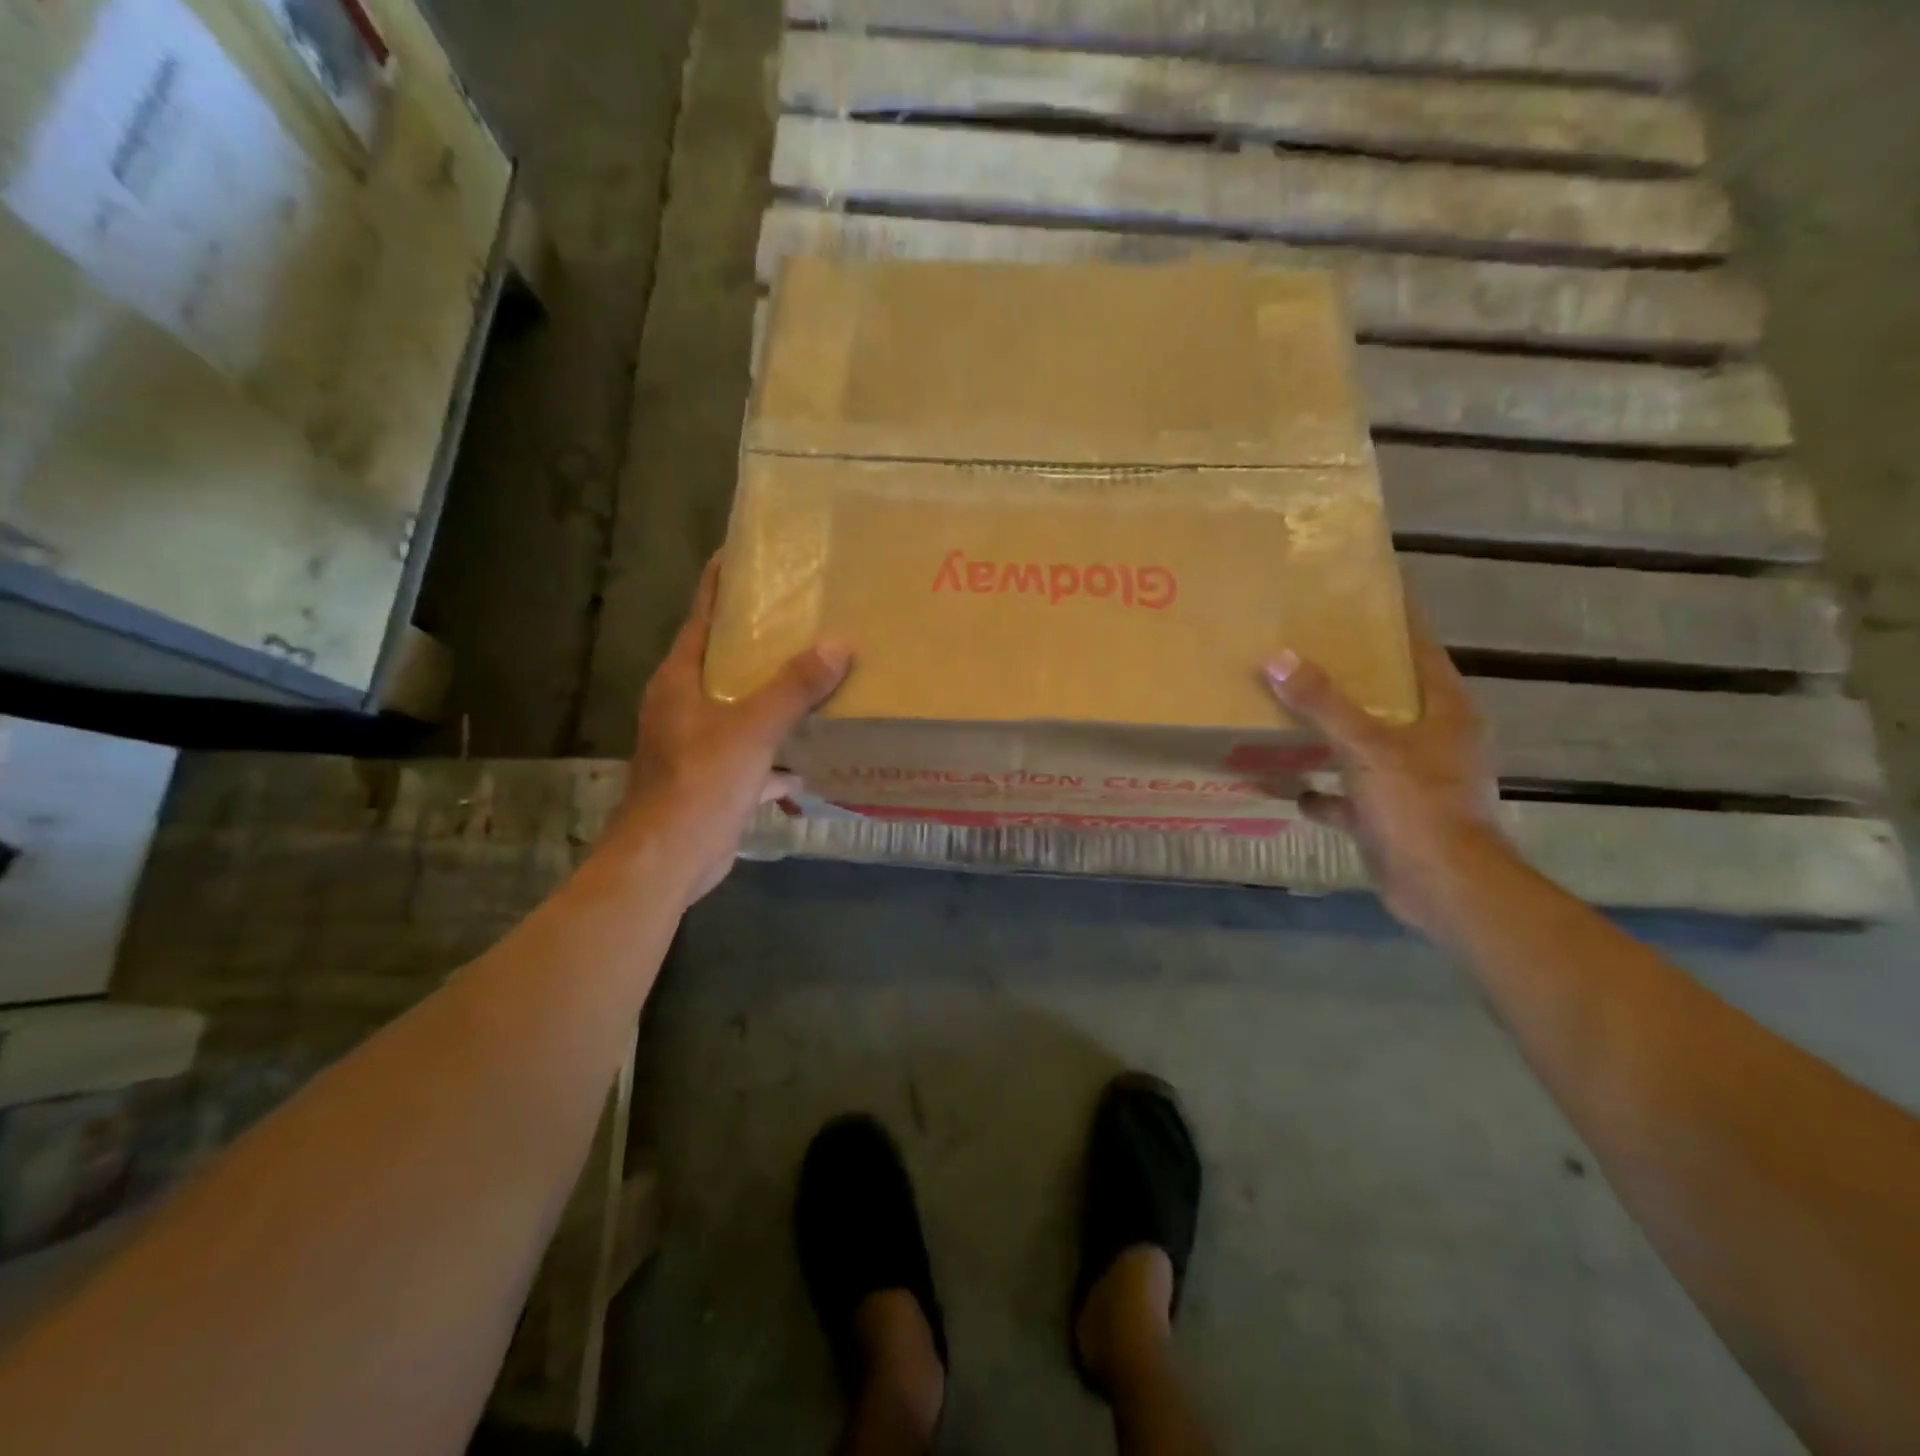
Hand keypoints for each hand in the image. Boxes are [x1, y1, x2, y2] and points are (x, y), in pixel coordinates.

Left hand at [614, 557, 850, 901]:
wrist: (666, 862)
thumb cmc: (698, 784)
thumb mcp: (750, 730)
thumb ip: (793, 687)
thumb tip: (839, 644)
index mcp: (680, 680)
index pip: (703, 617)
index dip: (723, 585)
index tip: (749, 555)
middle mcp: (684, 705)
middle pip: (726, 661)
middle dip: (763, 642)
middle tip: (807, 616)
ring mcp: (697, 744)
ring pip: (742, 708)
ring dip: (776, 698)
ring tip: (820, 677)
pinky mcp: (714, 780)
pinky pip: (754, 754)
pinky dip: (779, 755)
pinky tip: (812, 759)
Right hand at [1264, 617, 1505, 937]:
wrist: (1444, 888)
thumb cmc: (1417, 805)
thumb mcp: (1366, 747)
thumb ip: (1323, 704)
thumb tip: (1277, 657)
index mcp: (1444, 711)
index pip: (1419, 650)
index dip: (1394, 621)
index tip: (1360, 595)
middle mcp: (1434, 740)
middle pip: (1389, 696)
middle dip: (1350, 677)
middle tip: (1306, 649)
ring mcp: (1414, 780)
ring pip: (1367, 744)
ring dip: (1332, 734)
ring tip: (1288, 713)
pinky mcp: (1393, 815)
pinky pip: (1351, 793)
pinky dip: (1325, 792)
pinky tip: (1290, 787)